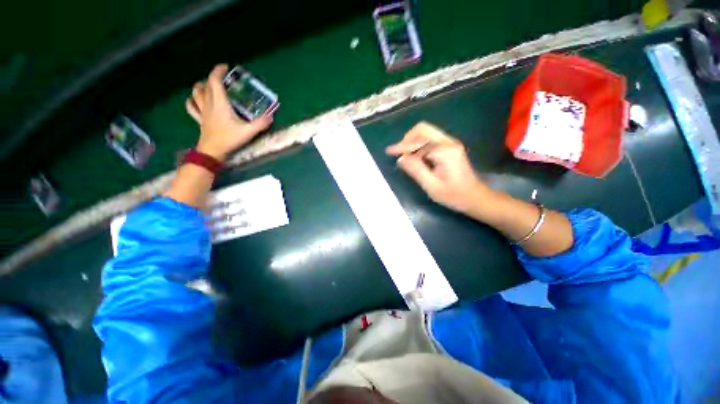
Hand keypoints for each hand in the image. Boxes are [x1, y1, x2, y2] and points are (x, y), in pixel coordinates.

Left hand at [186, 64, 272, 160]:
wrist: (212, 151)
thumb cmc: (229, 139)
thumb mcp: (248, 131)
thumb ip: (260, 123)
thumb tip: (271, 117)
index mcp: (219, 103)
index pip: (214, 81)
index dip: (218, 71)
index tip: (225, 67)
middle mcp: (208, 104)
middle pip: (205, 85)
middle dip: (213, 78)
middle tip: (222, 79)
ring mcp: (202, 112)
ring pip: (196, 93)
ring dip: (201, 86)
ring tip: (207, 86)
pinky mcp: (200, 120)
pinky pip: (192, 107)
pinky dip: (192, 101)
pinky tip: (195, 100)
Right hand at [386, 122, 492, 214]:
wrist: (475, 197)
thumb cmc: (454, 195)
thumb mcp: (432, 186)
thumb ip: (416, 170)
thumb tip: (401, 158)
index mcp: (445, 151)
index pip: (419, 139)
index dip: (402, 145)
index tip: (389, 151)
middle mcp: (448, 142)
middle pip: (423, 130)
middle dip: (408, 140)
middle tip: (399, 153)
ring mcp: (450, 144)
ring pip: (426, 134)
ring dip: (413, 143)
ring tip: (405, 158)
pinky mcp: (449, 149)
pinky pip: (430, 141)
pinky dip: (419, 147)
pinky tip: (415, 159)